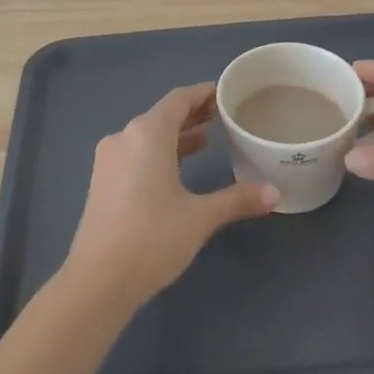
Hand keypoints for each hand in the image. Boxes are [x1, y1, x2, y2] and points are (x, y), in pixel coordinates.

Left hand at [63, 82, 279, 311]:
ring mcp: (109, 160)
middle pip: (163, 115)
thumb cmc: (152, 238)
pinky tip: (179, 168)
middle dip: (193, 114)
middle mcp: (124, 137)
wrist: (98, 281)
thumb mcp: (200, 217)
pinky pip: (136, 153)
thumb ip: (237, 199)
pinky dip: (160, 152)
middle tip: (224, 116)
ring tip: (208, 138)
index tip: (226, 93)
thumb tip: (275, 193)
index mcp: (146, 134)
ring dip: (177, 135)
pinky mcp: (103, 182)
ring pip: (148, 136)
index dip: (203, 93)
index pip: (179, 99)